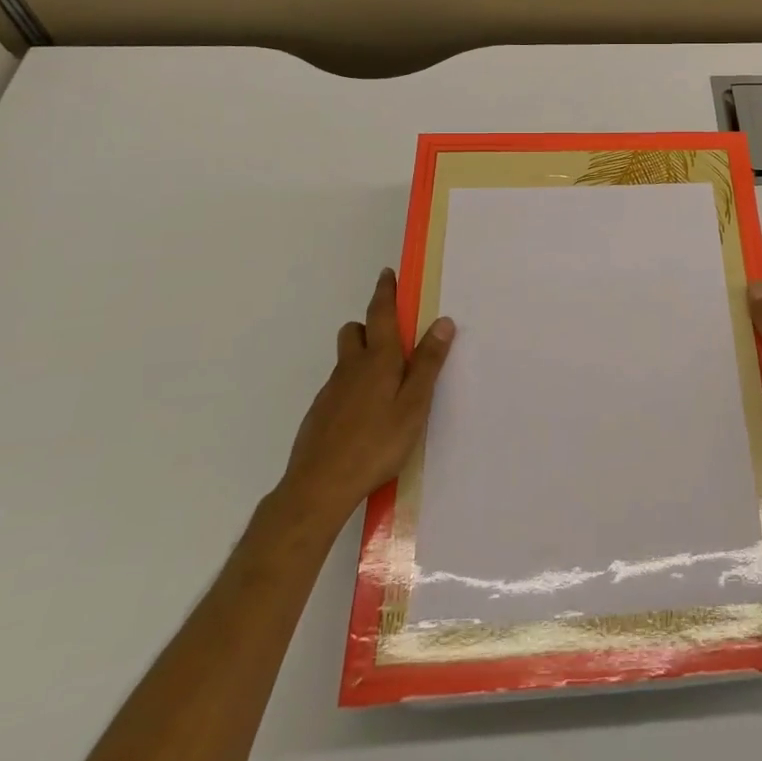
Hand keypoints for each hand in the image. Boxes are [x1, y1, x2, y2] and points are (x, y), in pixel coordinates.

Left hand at [278, 268, 453, 528]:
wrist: (319, 486)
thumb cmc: (376, 443)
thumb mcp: (414, 404)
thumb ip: (428, 363)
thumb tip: (442, 322)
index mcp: (379, 360)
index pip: (381, 314)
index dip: (385, 292)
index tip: (387, 274)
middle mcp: (351, 367)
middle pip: (355, 331)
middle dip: (370, 324)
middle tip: (393, 336)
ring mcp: (332, 391)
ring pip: (346, 359)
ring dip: (362, 355)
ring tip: (385, 380)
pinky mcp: (321, 413)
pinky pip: (339, 386)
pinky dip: (354, 386)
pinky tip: (366, 414)